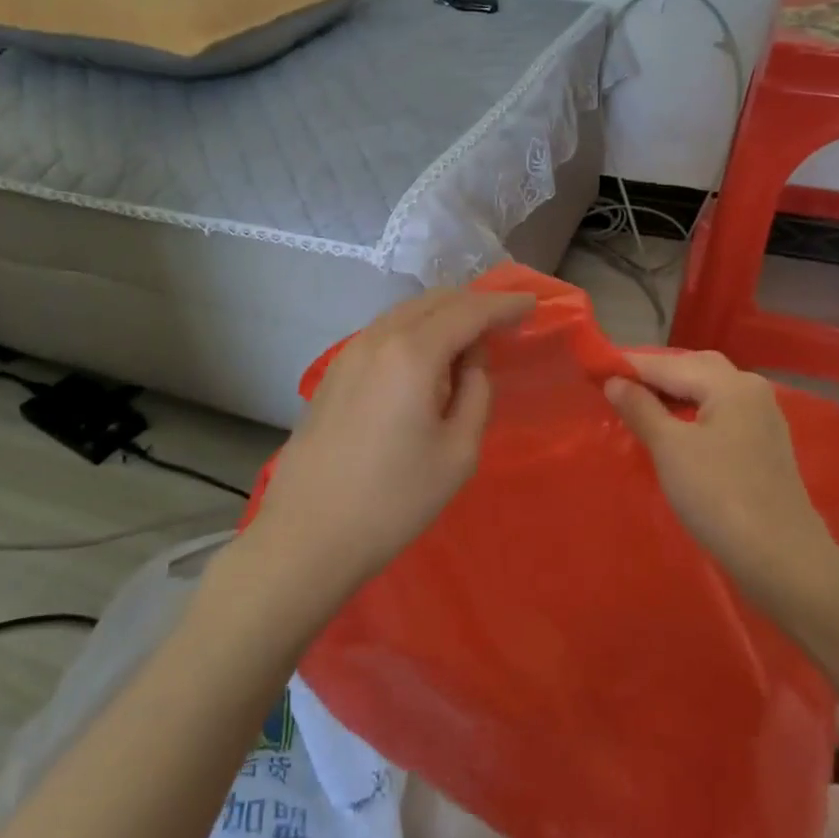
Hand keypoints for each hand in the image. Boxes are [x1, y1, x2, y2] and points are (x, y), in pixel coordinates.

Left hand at [256, 287, 534, 594]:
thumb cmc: (393, 500)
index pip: (468, 311)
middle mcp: (377, 339)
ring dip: (442, 315)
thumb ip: (475, 393)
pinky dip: (415, 331)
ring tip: (470, 338)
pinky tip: (427, 358)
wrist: (307, 536)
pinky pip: (384, 332)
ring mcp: (349, 352)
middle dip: (473, 303)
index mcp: (412, 353)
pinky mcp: (333, 372)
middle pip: (434, 301)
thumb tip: (471, 362)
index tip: (531, 304)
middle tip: (504, 320)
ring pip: (405, 312)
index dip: (503, 305)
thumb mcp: (458, 452)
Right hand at [603, 350, 828, 587]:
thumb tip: (614, 381)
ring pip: (709, 391)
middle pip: (693, 369)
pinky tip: (674, 430)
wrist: (781, 559)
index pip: (668, 364)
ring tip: (638, 407)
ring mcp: (762, 417)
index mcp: (730, 383)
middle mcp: (751, 389)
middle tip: (616, 388)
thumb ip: (640, 408)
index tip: (594, 370)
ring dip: (673, 394)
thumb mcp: (670, 449)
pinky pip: (720, 413)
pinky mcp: (764, 444)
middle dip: (654, 375)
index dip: (629, 367)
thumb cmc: (719, 497)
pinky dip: (693, 412)